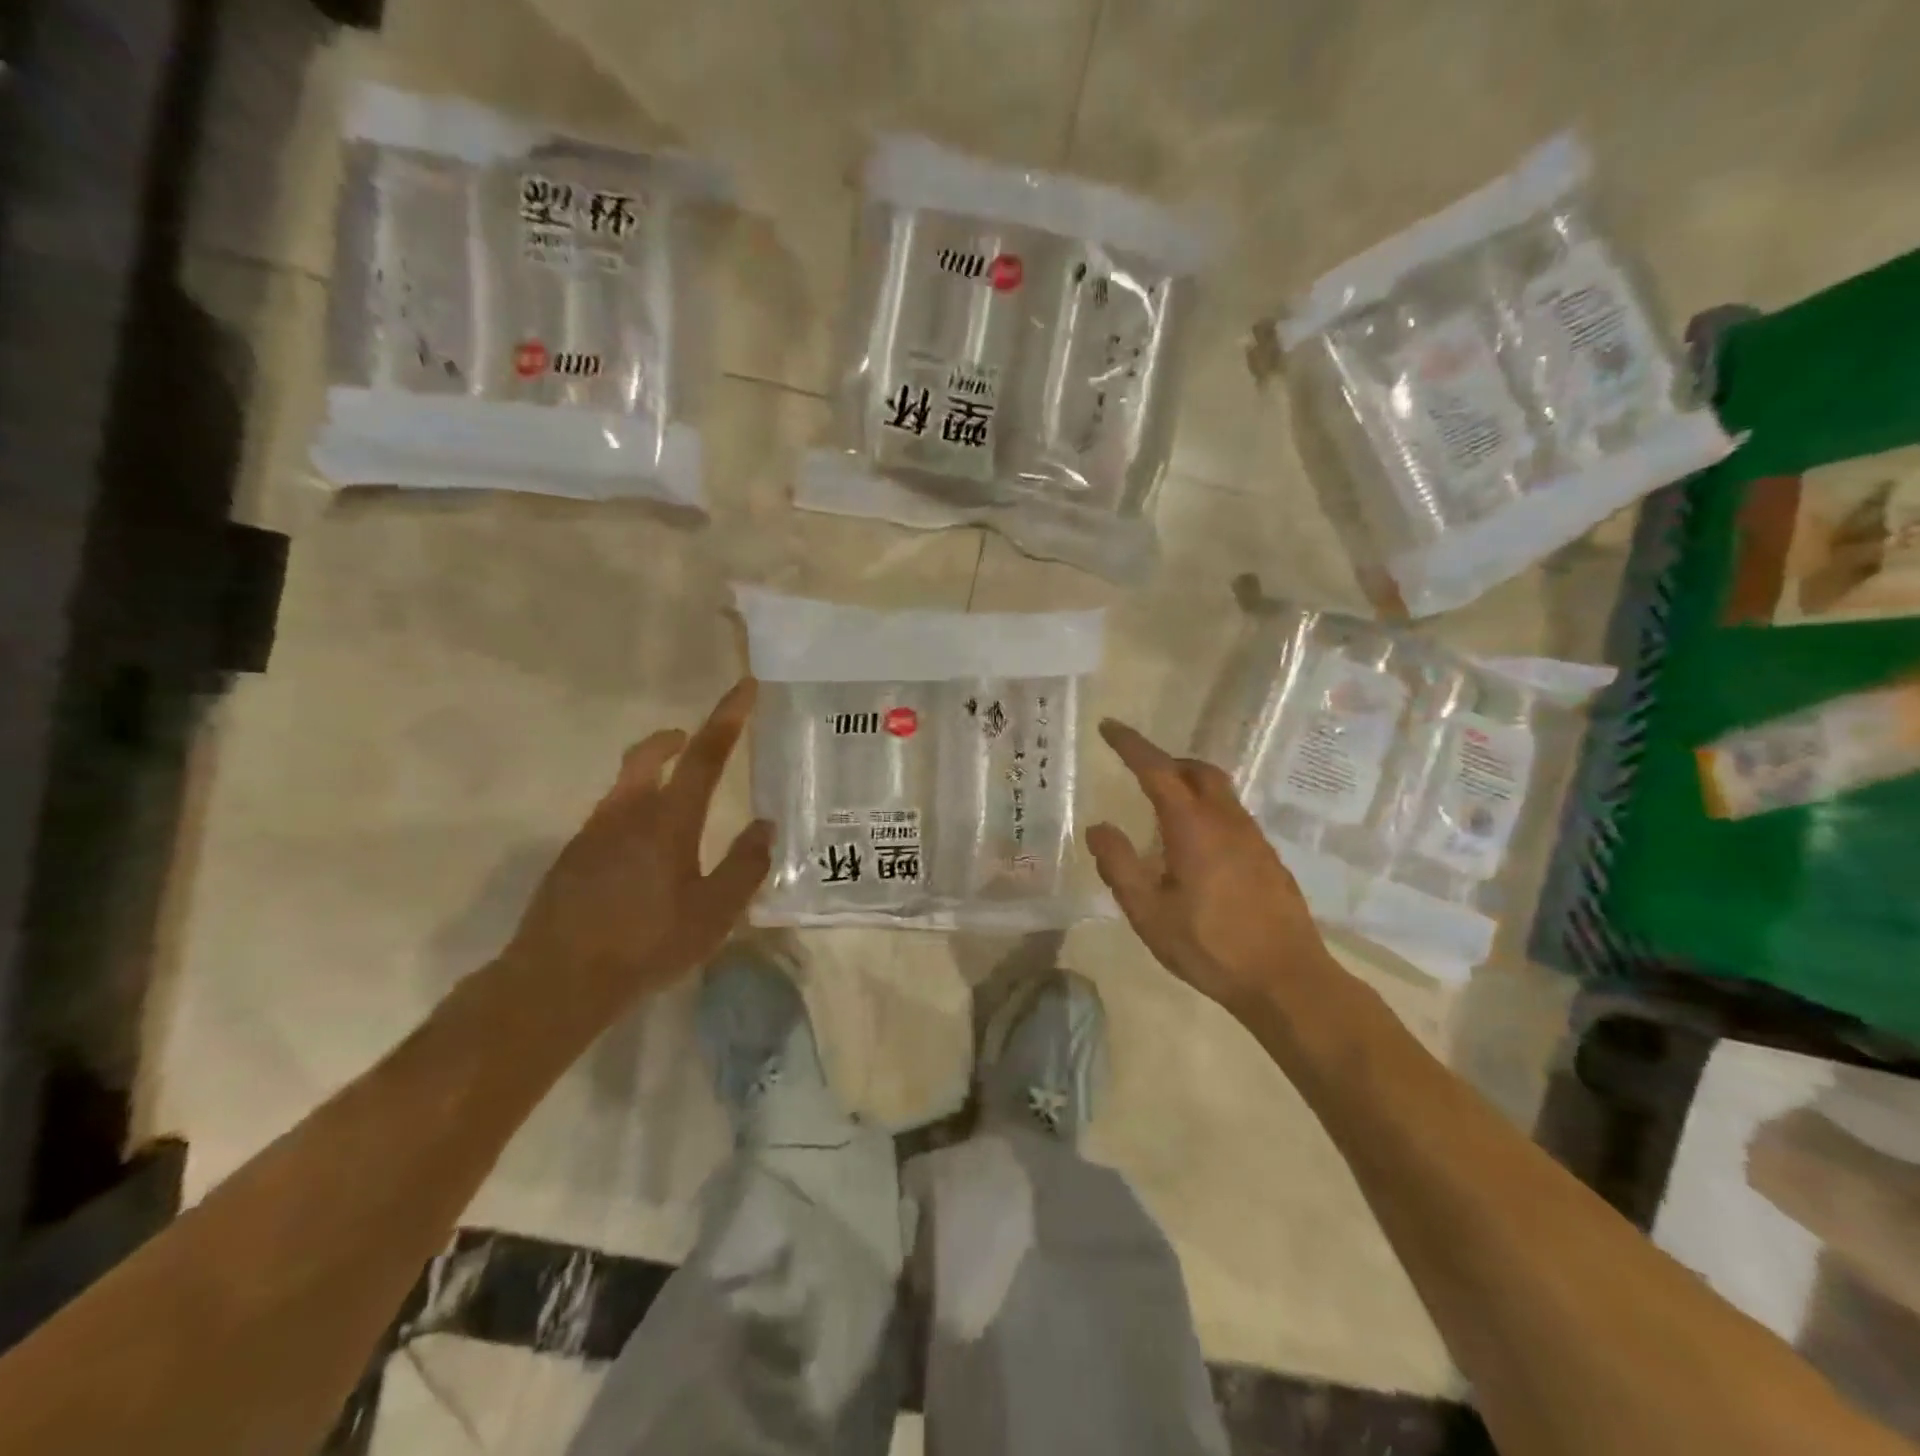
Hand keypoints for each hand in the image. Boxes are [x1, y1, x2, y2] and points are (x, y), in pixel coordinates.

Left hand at [505, 679, 772, 1001]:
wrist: (556, 981)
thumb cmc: (646, 943)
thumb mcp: (713, 913)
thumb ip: (745, 866)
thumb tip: (765, 826)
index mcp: (668, 821)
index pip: (705, 756)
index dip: (728, 718)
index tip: (745, 686)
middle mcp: (627, 814)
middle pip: (649, 756)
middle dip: (673, 740)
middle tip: (692, 740)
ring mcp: (592, 834)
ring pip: (625, 787)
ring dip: (651, 778)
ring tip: (676, 808)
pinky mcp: (571, 858)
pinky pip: (609, 819)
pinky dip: (632, 815)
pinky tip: (642, 858)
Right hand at [1086, 719, 1336, 1015]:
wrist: (1287, 980)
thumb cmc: (1210, 946)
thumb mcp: (1149, 912)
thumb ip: (1119, 866)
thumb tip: (1098, 827)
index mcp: (1193, 826)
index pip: (1157, 769)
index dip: (1131, 745)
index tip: (1109, 726)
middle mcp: (1227, 820)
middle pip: (1197, 770)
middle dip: (1165, 761)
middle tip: (1138, 771)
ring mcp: (1253, 837)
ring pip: (1219, 791)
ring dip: (1188, 784)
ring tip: (1161, 809)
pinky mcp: (1267, 857)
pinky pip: (1231, 815)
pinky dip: (1206, 809)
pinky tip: (1195, 847)